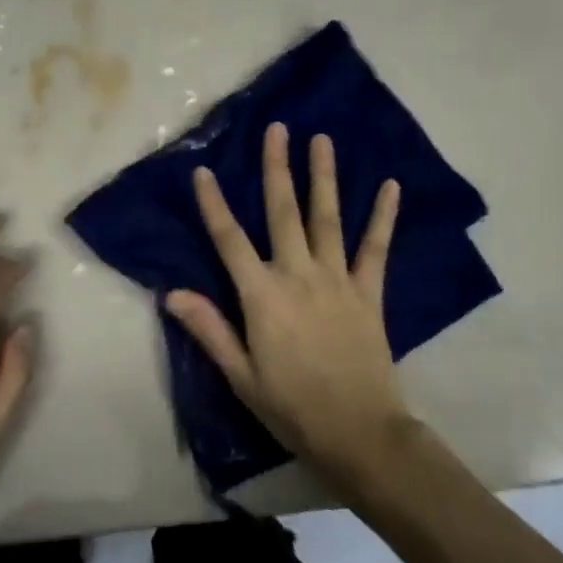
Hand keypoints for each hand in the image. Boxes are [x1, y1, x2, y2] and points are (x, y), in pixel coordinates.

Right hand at [165, 122, 410, 492]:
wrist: (360, 434)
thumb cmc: (292, 408)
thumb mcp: (241, 376)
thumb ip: (209, 329)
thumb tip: (171, 293)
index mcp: (262, 295)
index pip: (229, 240)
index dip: (214, 204)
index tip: (204, 171)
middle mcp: (298, 274)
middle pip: (282, 211)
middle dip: (277, 167)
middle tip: (277, 128)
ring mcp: (337, 279)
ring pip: (327, 217)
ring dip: (324, 176)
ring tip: (322, 139)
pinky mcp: (369, 291)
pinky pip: (376, 247)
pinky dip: (383, 216)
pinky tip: (392, 186)